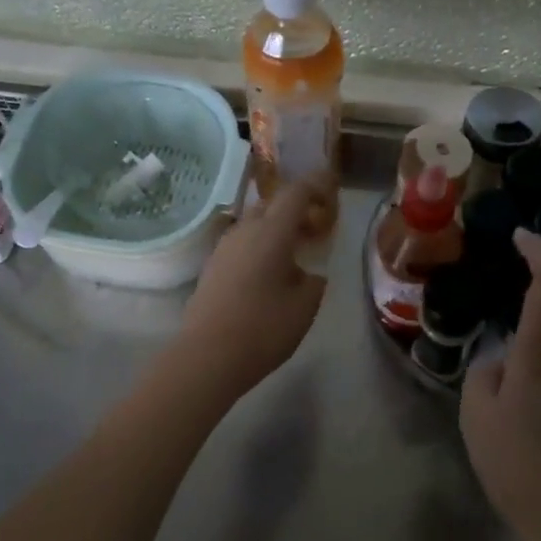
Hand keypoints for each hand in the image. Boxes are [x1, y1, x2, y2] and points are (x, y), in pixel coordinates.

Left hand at [174, 175, 333, 400]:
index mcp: (272, 231)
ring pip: (255, 222)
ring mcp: (224, 247)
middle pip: (273, 203)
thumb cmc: (264, 328)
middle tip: (317, 226)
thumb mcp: (305, 306)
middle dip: (297, 207)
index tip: (332, 188)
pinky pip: (243, 242)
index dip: (317, 184)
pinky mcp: (213, 266)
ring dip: (277, 227)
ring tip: (296, 250)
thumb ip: (314, 281)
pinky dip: (261, 243)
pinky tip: (271, 270)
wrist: (207, 355)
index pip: (297, 192)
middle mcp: (245, 230)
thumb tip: (308, 273)